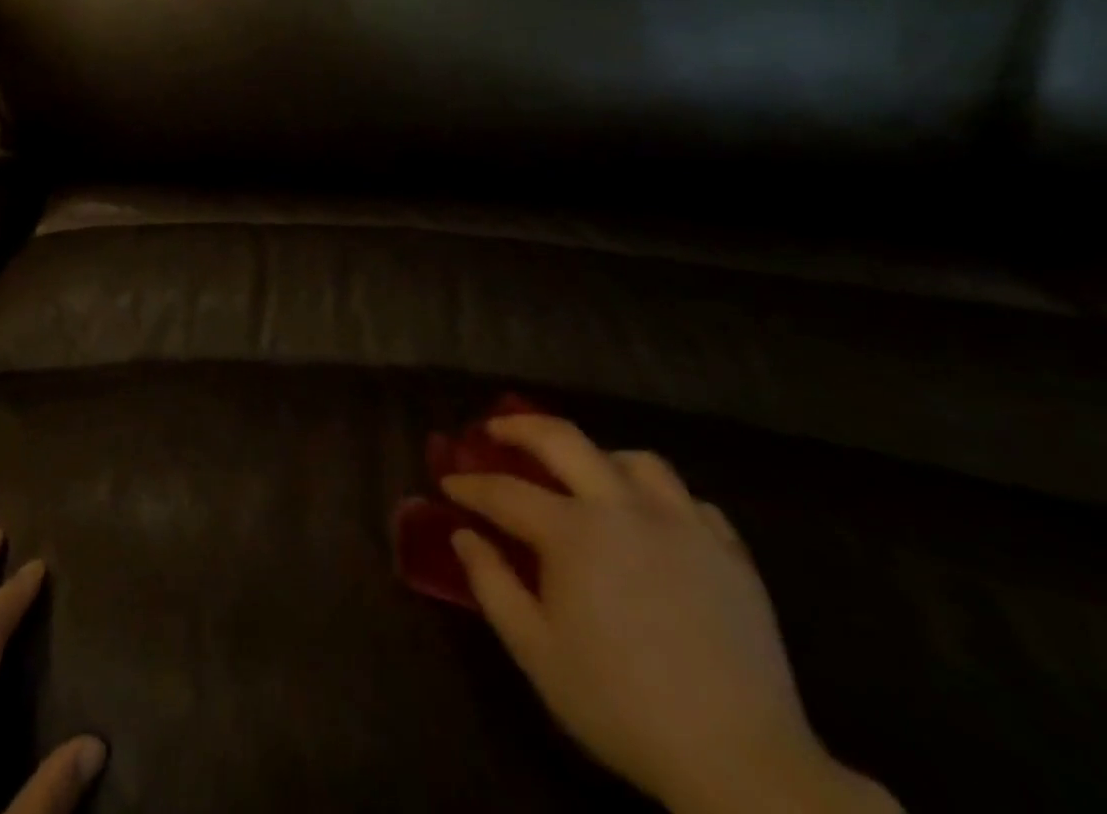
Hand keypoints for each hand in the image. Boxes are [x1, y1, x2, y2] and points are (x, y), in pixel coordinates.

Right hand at [442, 417, 898, 813]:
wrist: (743, 765)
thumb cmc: (621, 705)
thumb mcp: (536, 651)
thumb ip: (491, 584)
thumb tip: (463, 535)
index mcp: (573, 532)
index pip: (505, 491)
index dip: (470, 485)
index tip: (448, 484)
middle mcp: (623, 509)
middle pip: (564, 439)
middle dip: (520, 427)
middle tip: (496, 432)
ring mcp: (683, 526)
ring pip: (636, 460)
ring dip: (599, 457)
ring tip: (585, 475)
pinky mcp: (730, 554)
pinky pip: (692, 502)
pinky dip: (662, 499)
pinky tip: (652, 521)